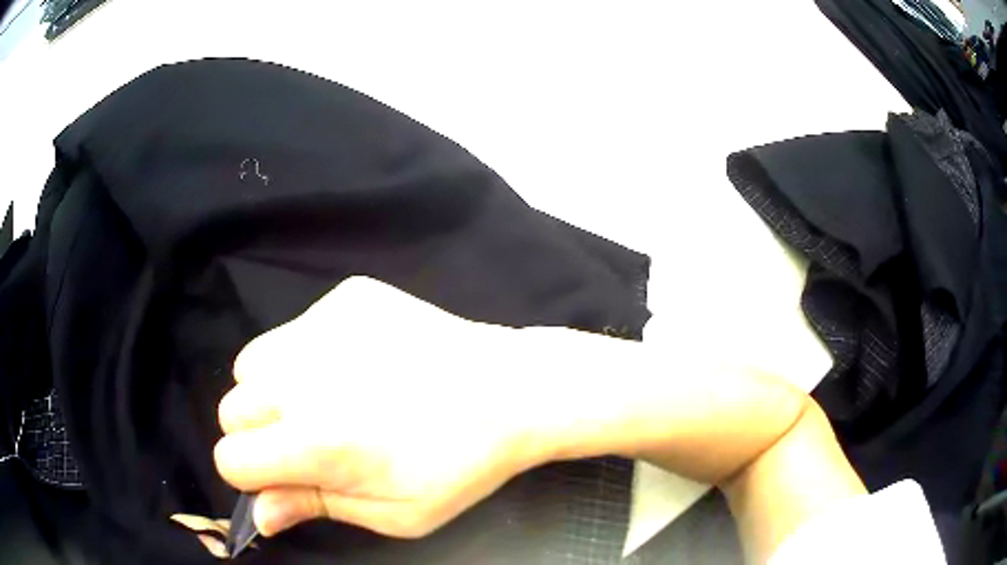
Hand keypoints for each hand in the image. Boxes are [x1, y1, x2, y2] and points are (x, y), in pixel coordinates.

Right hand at [213, 277, 546, 538]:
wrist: (512, 390)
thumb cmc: (460, 466)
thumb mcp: (393, 513)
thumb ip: (314, 507)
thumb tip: (258, 515)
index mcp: (314, 441)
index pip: (232, 459)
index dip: (253, 477)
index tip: (285, 478)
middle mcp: (302, 376)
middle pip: (231, 409)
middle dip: (259, 434)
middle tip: (309, 441)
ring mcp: (323, 324)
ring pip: (252, 363)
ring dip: (273, 390)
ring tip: (327, 400)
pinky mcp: (348, 296)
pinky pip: (297, 328)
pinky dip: (309, 353)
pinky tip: (360, 363)